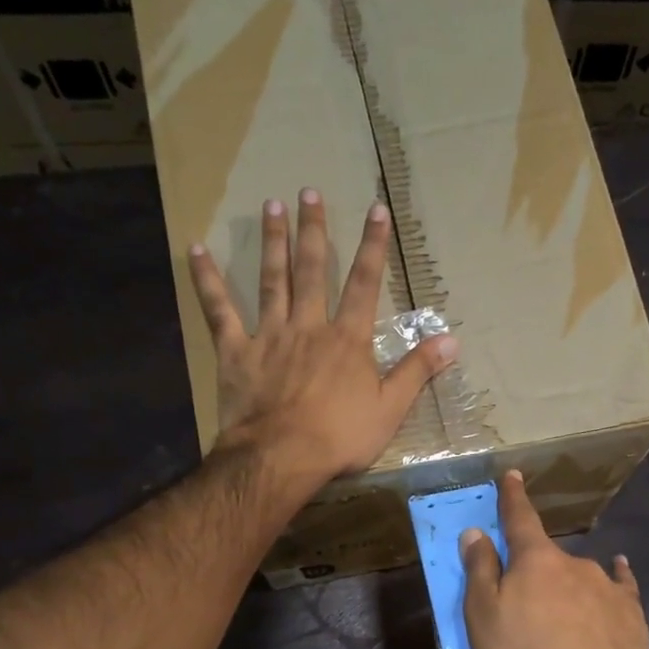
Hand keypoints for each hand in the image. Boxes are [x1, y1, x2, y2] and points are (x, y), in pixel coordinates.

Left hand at [188, 188, 457, 485]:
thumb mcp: (390, 409)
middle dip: (314, 230)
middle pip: (313, 271)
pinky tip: (196, 250)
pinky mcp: (236, 352)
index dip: (373, 246)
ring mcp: (269, 335)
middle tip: (308, 192)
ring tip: (270, 206)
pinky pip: (219, 310)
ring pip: (272, 280)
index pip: (365, 284)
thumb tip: (453, 340)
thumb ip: (417, 371)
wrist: (283, 456)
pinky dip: (207, 281)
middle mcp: (309, 326)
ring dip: (272, 242)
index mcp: (348, 340)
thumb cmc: (341, 437)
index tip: (376, 210)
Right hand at [460, 470, 648, 648]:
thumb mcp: (483, 615)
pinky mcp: (631, 610)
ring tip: (563, 622)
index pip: (520, 518)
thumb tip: (475, 532)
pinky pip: (621, 586)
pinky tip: (621, 575)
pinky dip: (616, 580)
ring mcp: (606, 584)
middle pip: (548, 557)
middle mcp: (573, 562)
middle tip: (526, 605)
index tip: (514, 475)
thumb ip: (479, 571)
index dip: (513, 497)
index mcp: (534, 559)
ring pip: (581, 576)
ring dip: (569, 588)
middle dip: (536, 570)